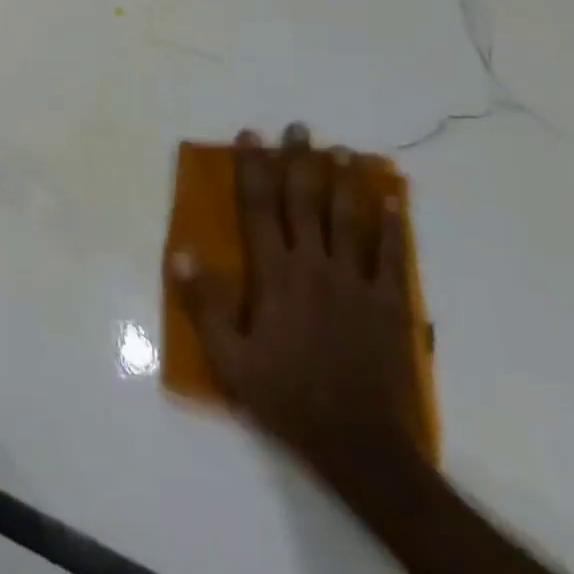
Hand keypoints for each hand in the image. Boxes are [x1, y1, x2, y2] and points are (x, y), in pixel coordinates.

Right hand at [172, 123, 424, 486]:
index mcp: (275, 275)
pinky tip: (392, 198)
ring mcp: (356, 282)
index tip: (249, 136)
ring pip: (349, 219)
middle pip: (305, 201)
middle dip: (299, 161)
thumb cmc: (287, 397)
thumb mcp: (231, 357)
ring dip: (344, 181)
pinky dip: (392, 224)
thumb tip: (181, 252)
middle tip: (299, 127)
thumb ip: (205, 303)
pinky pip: (392, 255)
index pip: (260, 208)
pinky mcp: (390, 303)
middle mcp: (315, 266)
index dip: (253, 168)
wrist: (360, 445)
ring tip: (344, 149)